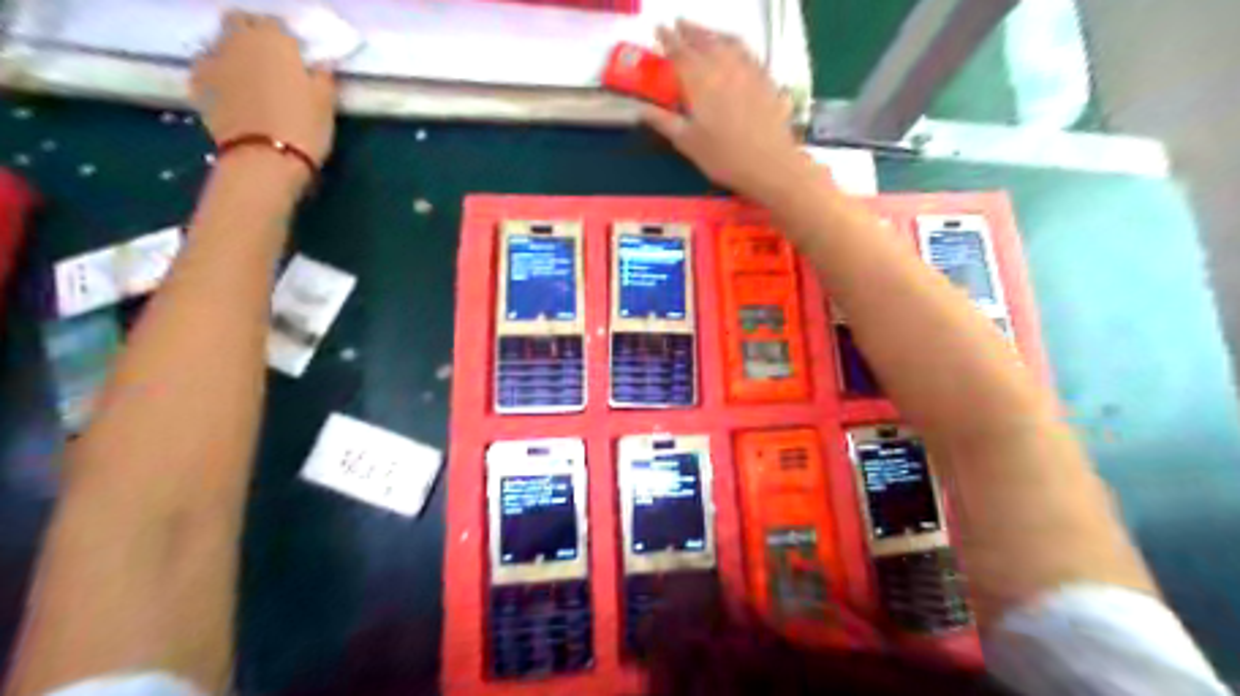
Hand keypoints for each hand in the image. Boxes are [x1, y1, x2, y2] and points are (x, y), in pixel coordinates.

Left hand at [190, 11, 336, 165]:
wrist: (266, 157)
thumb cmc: (304, 127)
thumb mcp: (326, 103)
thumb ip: (322, 77)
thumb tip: (321, 65)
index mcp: (273, 39)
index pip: (275, 24)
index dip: (285, 40)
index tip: (295, 58)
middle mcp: (238, 40)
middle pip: (238, 23)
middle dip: (251, 35)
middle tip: (269, 61)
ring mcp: (213, 59)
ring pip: (220, 44)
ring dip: (234, 54)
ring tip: (250, 79)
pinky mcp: (198, 83)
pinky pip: (208, 68)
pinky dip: (218, 75)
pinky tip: (232, 93)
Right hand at [645, 23, 810, 196]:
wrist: (769, 163)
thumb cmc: (723, 157)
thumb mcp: (687, 143)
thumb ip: (663, 122)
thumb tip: (640, 109)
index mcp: (699, 82)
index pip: (679, 53)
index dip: (667, 40)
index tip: (659, 30)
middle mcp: (722, 67)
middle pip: (703, 41)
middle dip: (688, 31)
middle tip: (677, 24)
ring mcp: (747, 69)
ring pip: (725, 41)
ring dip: (710, 32)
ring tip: (701, 31)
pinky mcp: (765, 77)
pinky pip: (746, 50)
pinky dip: (734, 42)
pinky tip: (733, 46)